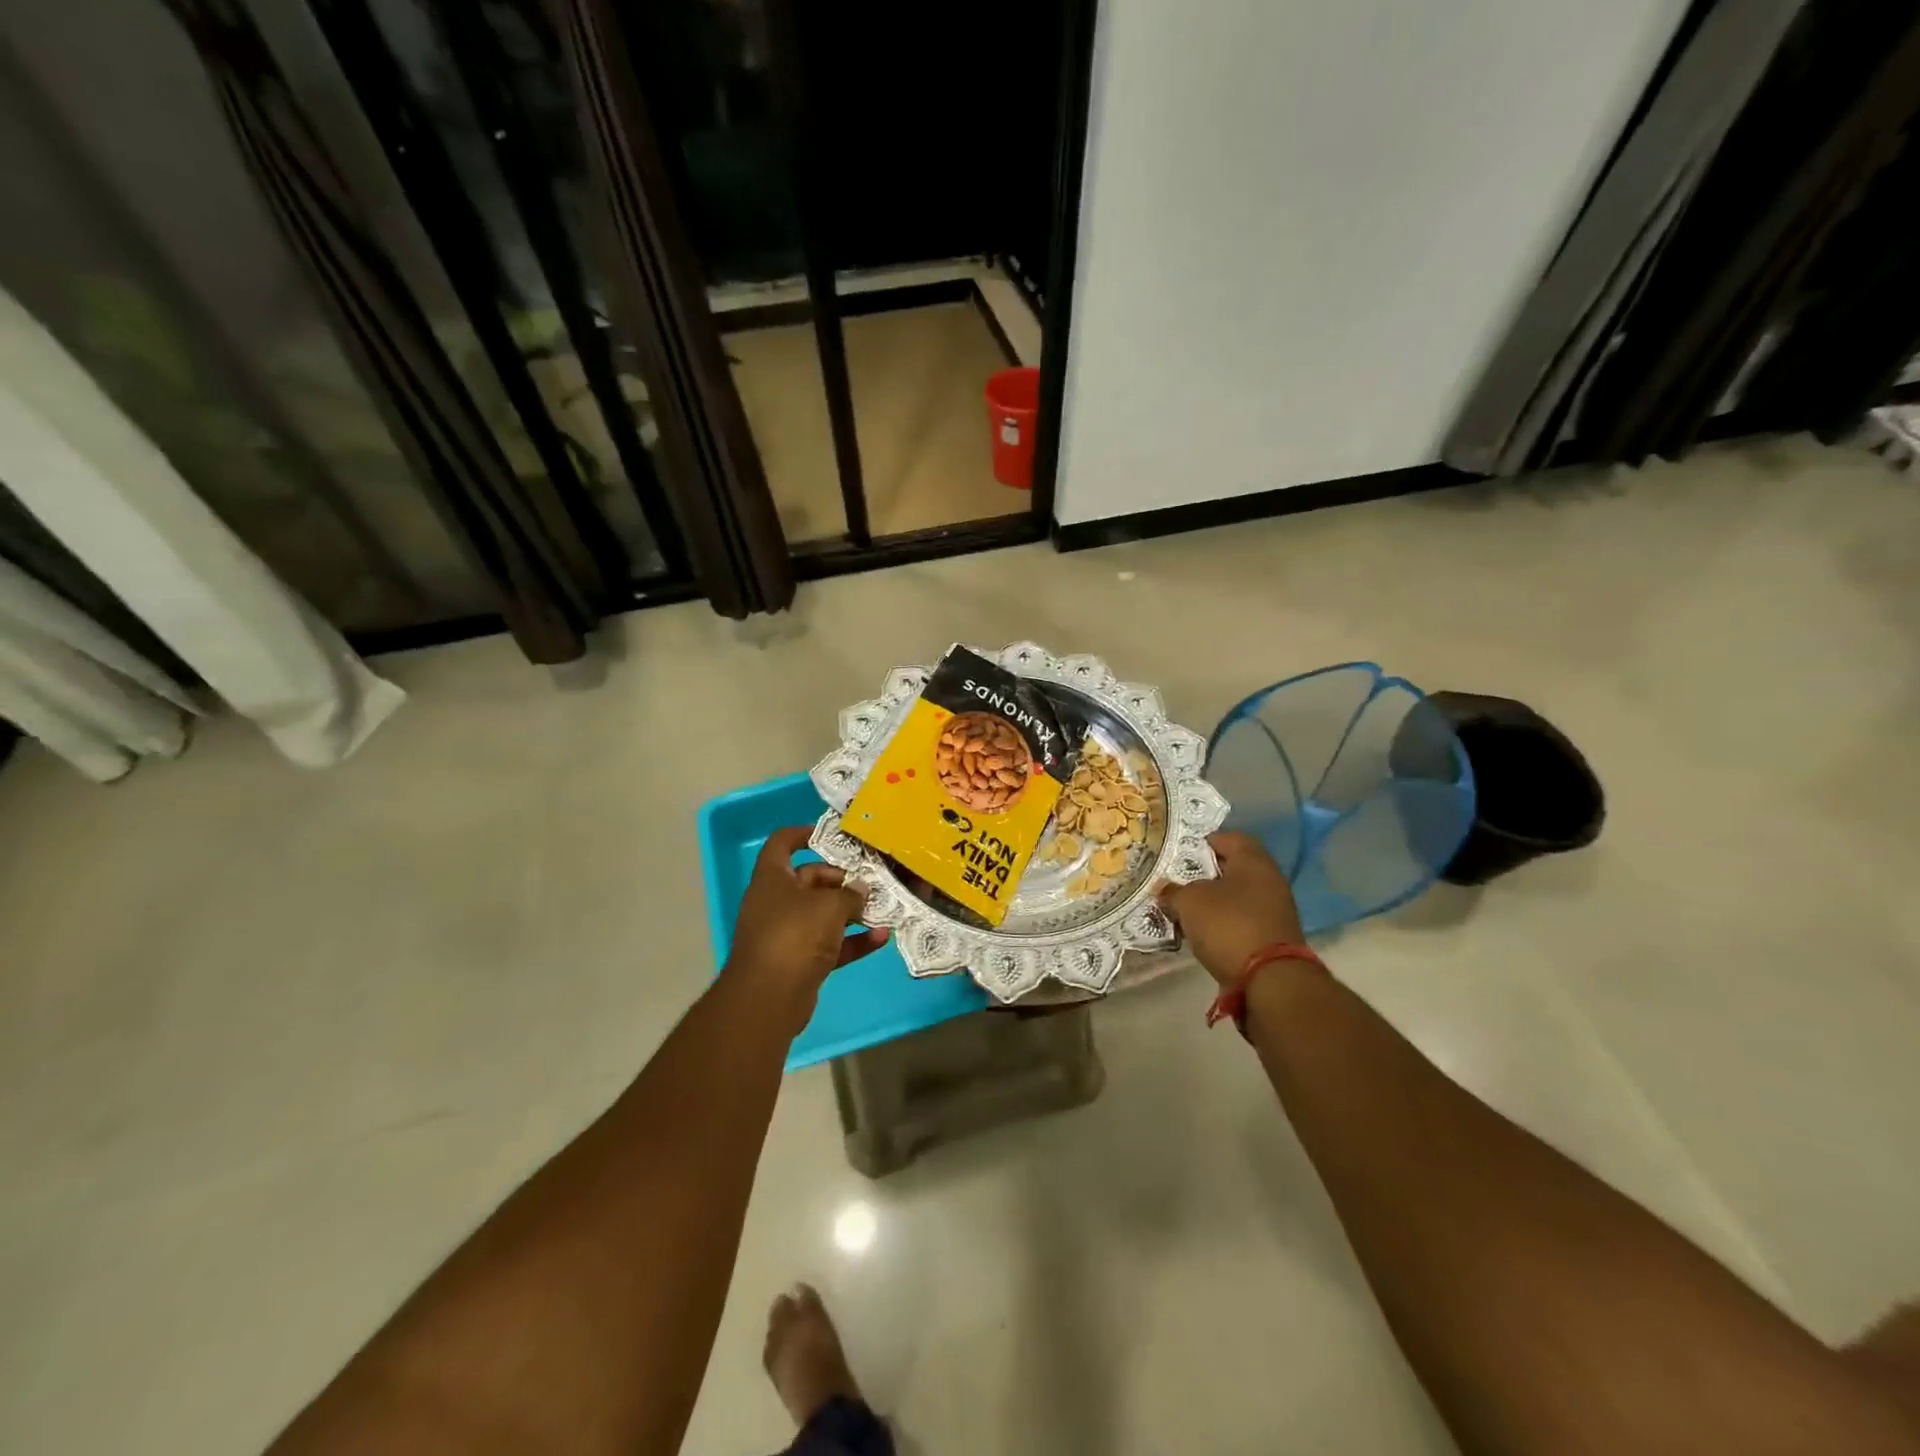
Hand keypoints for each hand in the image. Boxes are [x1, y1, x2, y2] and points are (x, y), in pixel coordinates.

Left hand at [726, 829, 890, 1002]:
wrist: (768, 998)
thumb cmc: (795, 935)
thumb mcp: (829, 906)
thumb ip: (850, 895)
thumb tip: (860, 890)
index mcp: (773, 878)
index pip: (782, 843)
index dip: (805, 834)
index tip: (833, 836)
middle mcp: (776, 902)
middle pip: (810, 879)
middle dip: (842, 880)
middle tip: (872, 882)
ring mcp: (787, 933)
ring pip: (822, 914)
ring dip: (852, 912)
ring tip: (883, 908)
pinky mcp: (799, 961)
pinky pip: (830, 944)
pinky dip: (853, 941)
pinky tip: (881, 939)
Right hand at [1157, 831, 1305, 985]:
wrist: (1269, 979)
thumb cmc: (1228, 925)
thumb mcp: (1189, 902)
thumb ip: (1173, 891)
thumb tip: (1164, 889)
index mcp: (1253, 860)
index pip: (1228, 837)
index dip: (1202, 842)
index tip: (1179, 853)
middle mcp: (1269, 879)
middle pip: (1232, 868)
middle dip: (1204, 874)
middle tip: (1176, 881)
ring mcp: (1275, 910)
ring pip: (1236, 896)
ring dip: (1212, 901)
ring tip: (1184, 909)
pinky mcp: (1273, 937)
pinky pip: (1241, 920)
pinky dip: (1222, 923)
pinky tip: (1201, 932)